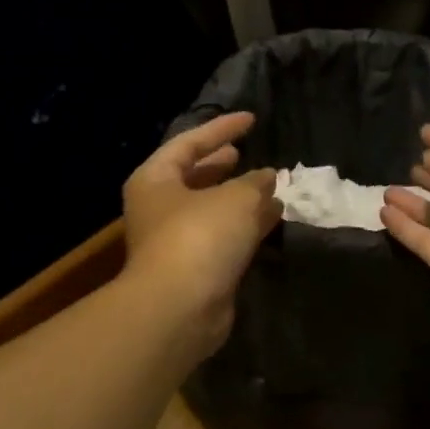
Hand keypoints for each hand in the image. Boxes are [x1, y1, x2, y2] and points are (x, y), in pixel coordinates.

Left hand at [122, 112, 281, 360]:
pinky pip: (224, 236)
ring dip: (241, 197)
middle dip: (223, 165)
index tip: (251, 120)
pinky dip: (246, 225)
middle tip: (247, 154)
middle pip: (194, 177)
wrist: (181, 308)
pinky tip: (273, 218)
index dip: (221, 129)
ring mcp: (177, 241)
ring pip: (212, 209)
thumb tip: (268, 177)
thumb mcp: (236, 197)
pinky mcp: (197, 268)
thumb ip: (256, 182)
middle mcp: (160, 208)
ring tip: (272, 185)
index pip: (189, 143)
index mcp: (156, 180)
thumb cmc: (200, 237)